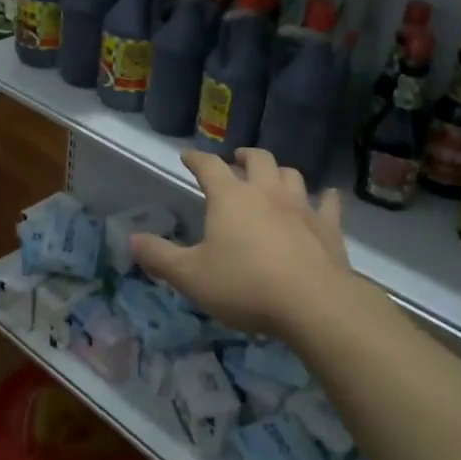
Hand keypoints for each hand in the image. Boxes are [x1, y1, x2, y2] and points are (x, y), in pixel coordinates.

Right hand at [130, 148, 356, 337]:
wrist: (312, 303)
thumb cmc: (244, 286)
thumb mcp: (191, 277)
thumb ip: (161, 257)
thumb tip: (132, 240)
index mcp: (230, 197)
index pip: (209, 166)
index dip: (196, 158)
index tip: (187, 156)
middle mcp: (266, 192)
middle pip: (257, 159)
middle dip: (244, 155)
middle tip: (236, 160)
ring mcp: (300, 206)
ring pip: (291, 174)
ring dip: (279, 172)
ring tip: (273, 178)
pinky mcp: (327, 226)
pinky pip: (328, 203)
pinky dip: (324, 198)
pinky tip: (326, 197)